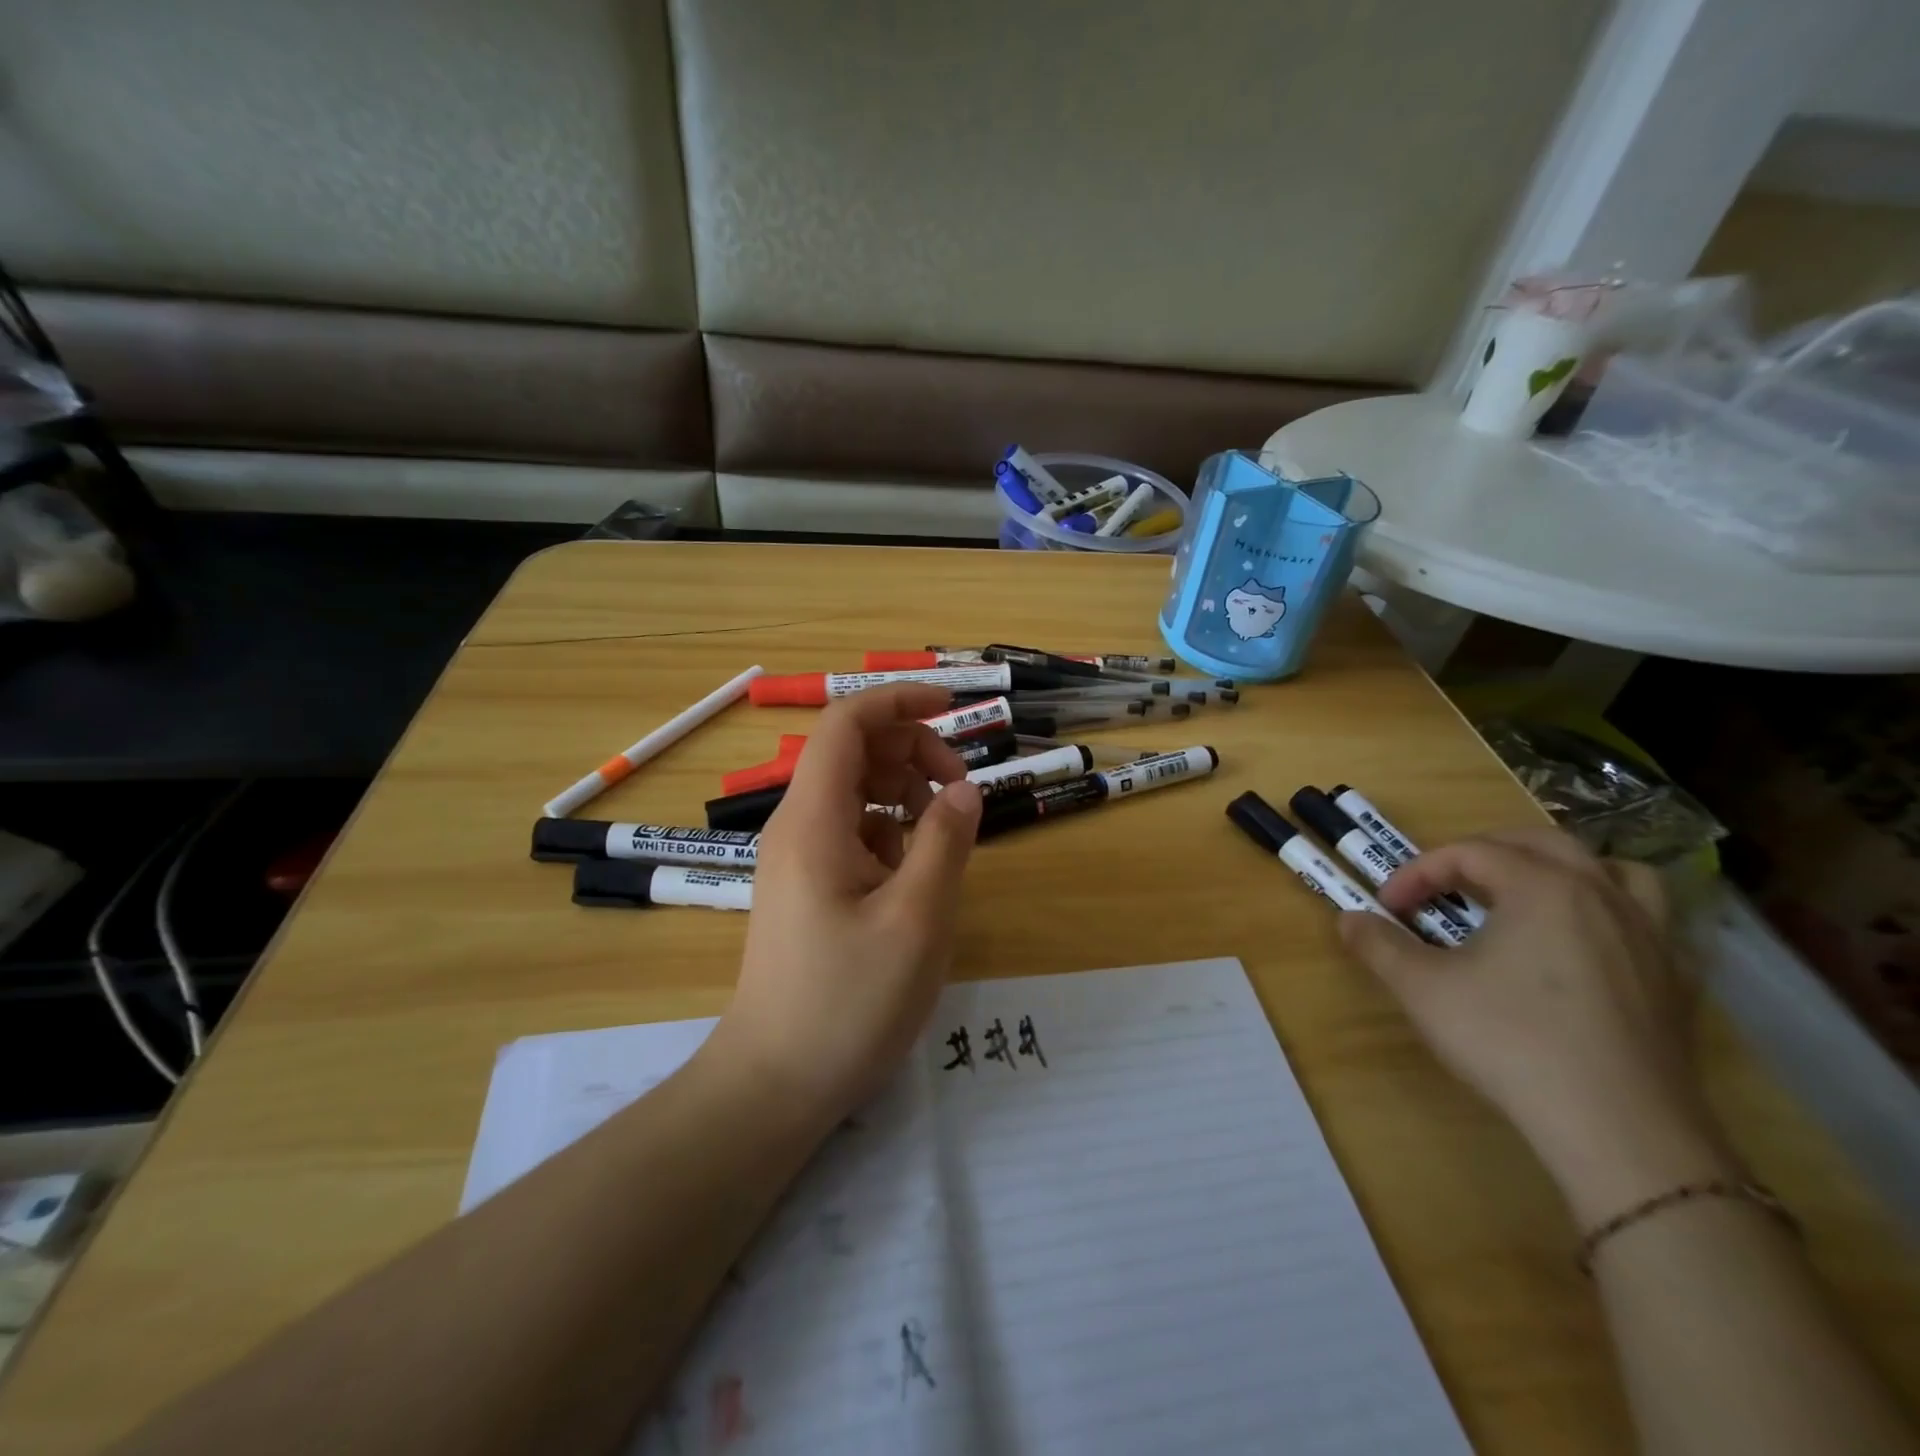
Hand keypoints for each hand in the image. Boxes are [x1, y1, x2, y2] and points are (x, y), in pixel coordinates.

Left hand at [709, 685, 982, 1124]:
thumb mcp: (916, 920)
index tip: (954, 709)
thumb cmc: (847, 1001)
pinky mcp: (807, 886)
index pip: (846, 723)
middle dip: (913, 751)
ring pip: (855, 791)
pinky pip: (852, 831)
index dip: (898, 701)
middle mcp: (797, 825)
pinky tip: (913, 873)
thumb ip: (945, 842)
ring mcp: (798, 857)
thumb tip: (964, 788)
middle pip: (853, 751)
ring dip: (904, 792)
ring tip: (942, 836)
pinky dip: (890, 831)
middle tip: (960, 791)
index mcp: (813, 819)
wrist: (776, 1082)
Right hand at [1339, 828, 1739, 1222]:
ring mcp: (1649, 938)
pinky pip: (1648, 921)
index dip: (1418, 873)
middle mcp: (1601, 896)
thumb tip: (1348, 919)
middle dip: (1485, 852)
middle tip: (1448, 883)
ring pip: (1614, 871)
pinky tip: (1584, 945)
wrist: (1618, 1130)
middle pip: (1542, 843)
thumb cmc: (1510, 1042)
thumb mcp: (1422, 989)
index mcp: (1542, 887)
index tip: (1389, 908)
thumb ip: (1378, 945)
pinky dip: (1611, 913)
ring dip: (1565, 869)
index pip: (1469, 853)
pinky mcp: (1673, 982)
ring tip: (1530, 893)